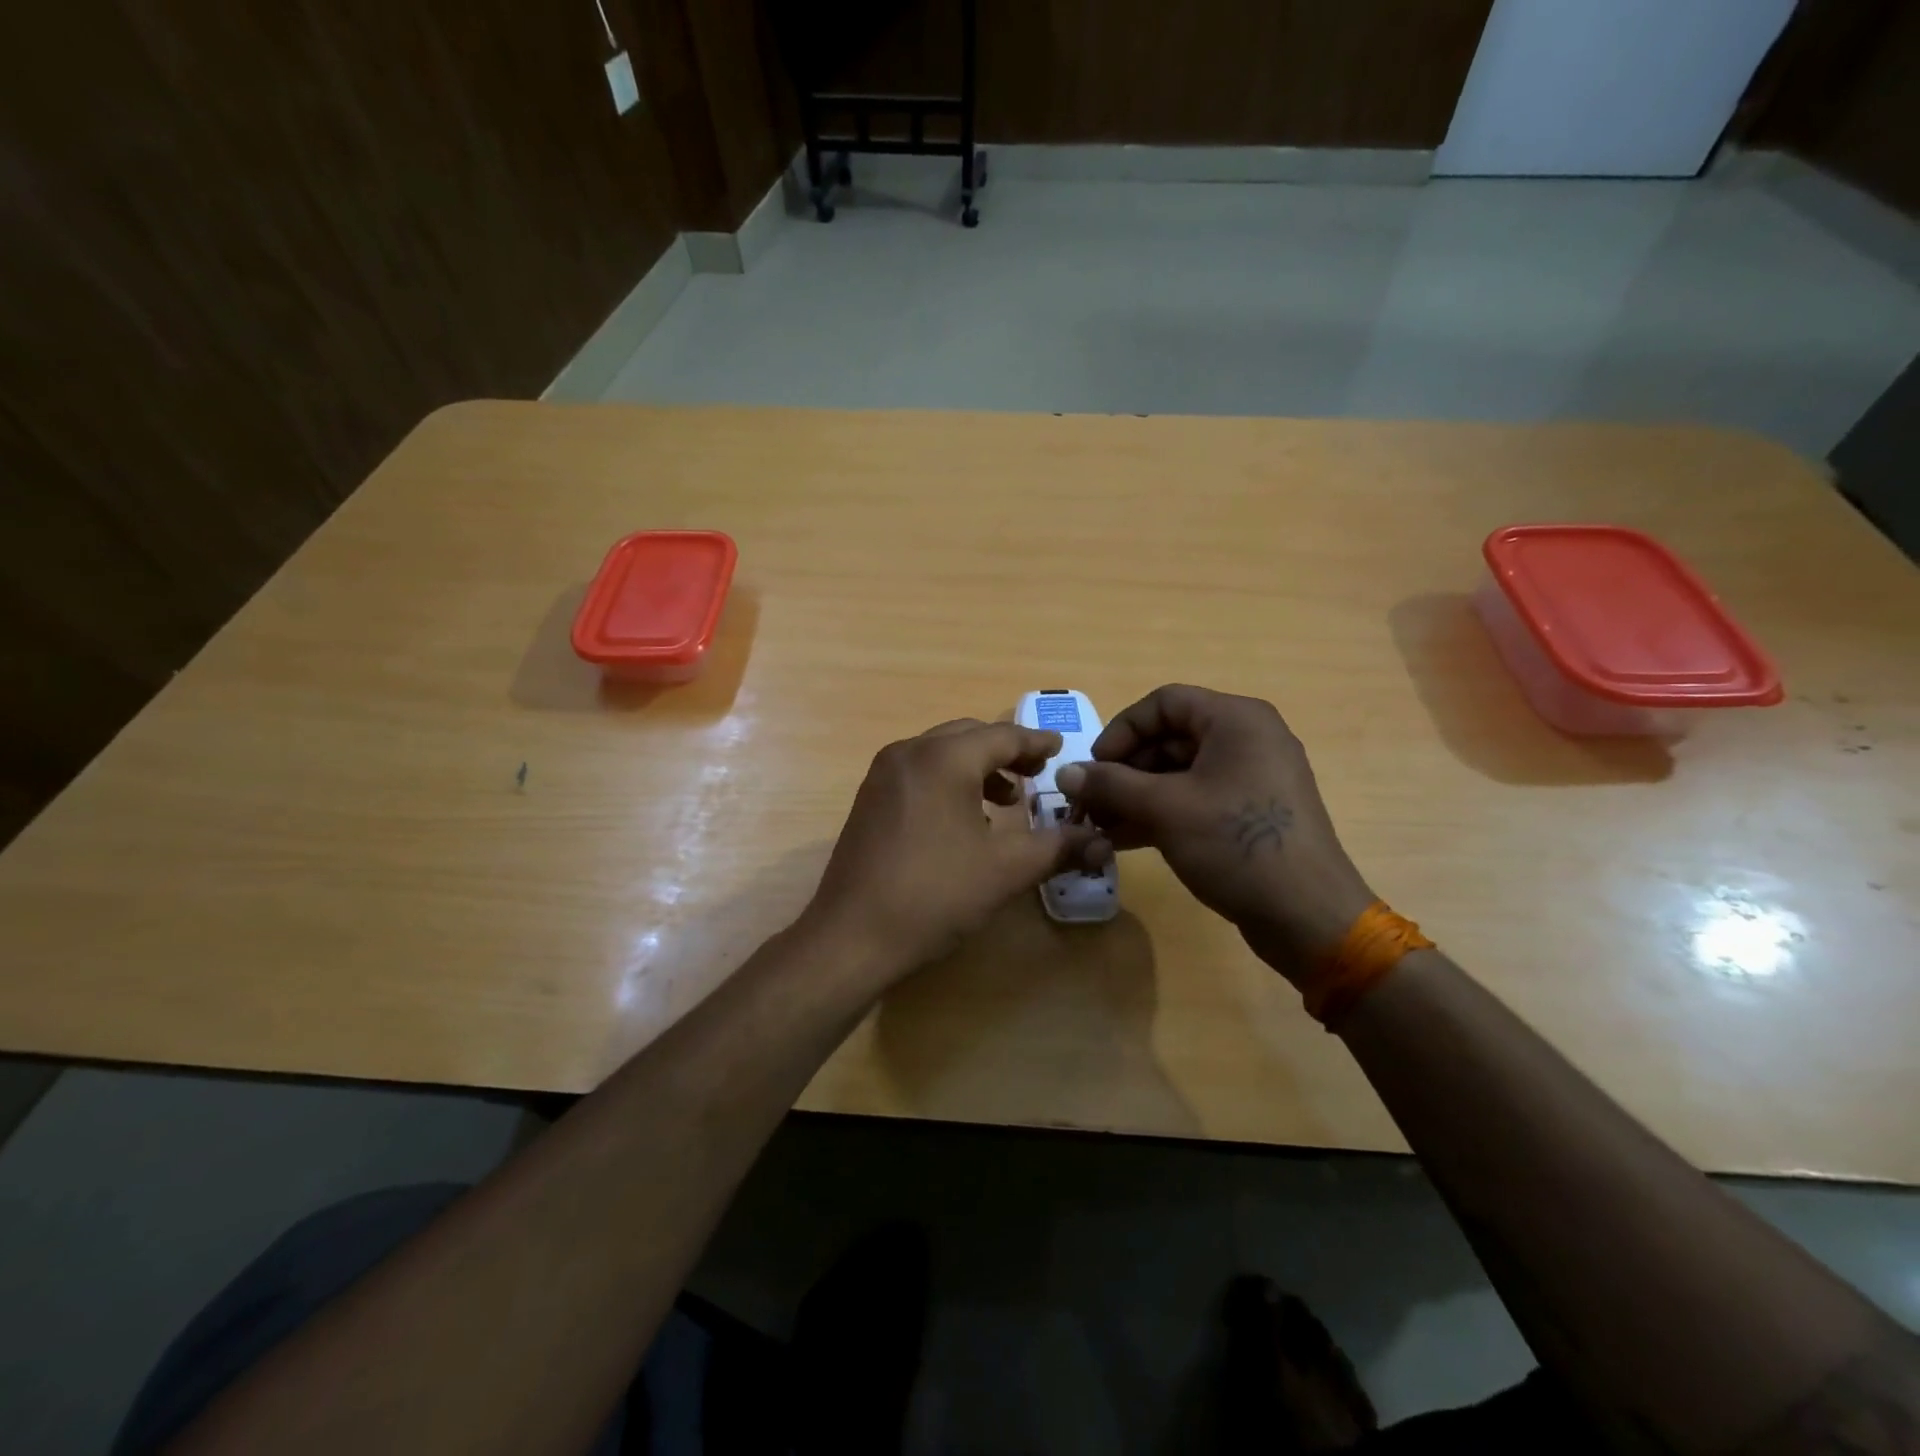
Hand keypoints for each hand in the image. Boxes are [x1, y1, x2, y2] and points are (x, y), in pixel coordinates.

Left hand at [803, 719, 1099, 982]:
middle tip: (1037, 772)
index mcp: (943, 759)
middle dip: (1006, 751)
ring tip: (1005, 800)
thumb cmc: (935, 895)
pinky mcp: (869, 799)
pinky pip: (919, 772)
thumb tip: (1100, 842)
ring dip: (977, 766)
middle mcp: (909, 753)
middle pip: (969, 736)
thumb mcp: (1006, 870)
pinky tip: (963, 818)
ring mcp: (882, 775)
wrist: (852, 936)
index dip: (1036, 742)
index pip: (1002, 735)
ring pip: (941, 753)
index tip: (1060, 750)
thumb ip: (1057, 847)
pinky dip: (948, 780)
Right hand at [1054, 685, 1373, 982]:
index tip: (1093, 768)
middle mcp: (1247, 738)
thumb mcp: (1165, 809)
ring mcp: (1251, 777)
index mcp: (1235, 719)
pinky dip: (1161, 813)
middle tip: (1090, 804)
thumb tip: (1065, 773)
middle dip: (1124, 771)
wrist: (1308, 916)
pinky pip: (1196, 799)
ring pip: (1179, 773)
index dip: (1121, 731)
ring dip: (1136, 797)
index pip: (1163, 703)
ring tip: (1099, 827)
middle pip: (1169, 739)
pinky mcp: (1250, 812)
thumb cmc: (1236, 844)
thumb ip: (1110, 784)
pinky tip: (1123, 840)